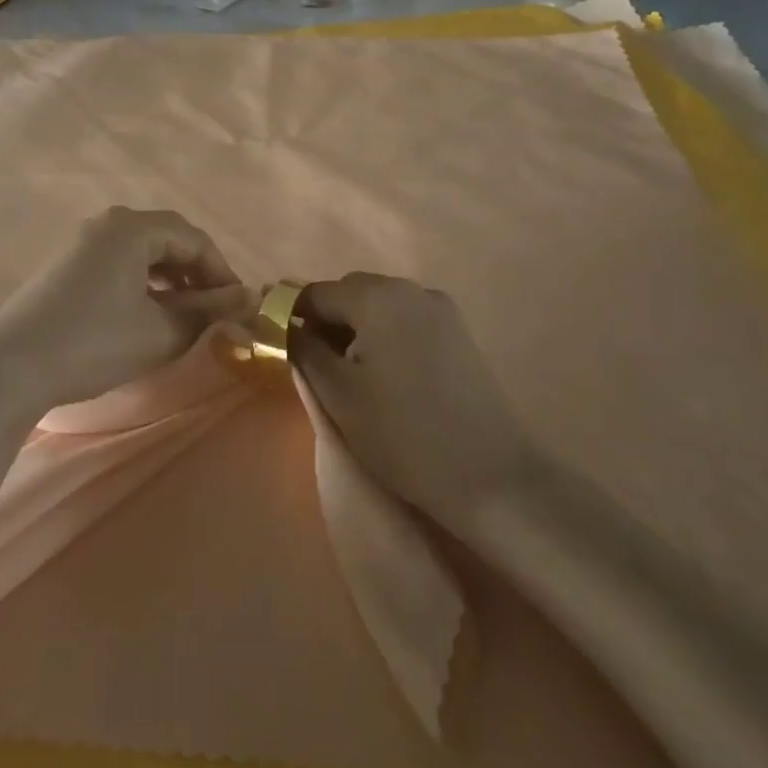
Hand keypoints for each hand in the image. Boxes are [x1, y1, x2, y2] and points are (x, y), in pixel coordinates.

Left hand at [0, 207, 251, 415]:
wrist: (9, 367)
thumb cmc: (93, 343)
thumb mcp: (160, 332)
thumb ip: (208, 312)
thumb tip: (248, 299)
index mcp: (132, 228)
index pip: (194, 240)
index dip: (222, 273)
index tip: (239, 308)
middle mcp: (108, 225)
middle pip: (168, 240)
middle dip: (197, 275)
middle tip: (215, 312)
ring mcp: (83, 244)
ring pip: (143, 254)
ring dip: (171, 281)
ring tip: (186, 316)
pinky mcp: (67, 268)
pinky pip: (120, 265)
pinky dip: (143, 285)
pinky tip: (148, 315)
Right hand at [293, 272, 520, 528]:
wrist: (491, 477)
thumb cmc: (402, 434)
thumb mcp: (338, 393)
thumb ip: (303, 349)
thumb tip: (284, 325)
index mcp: (377, 296)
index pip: (316, 293)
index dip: (290, 315)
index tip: (276, 345)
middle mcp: (411, 289)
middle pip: (350, 293)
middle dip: (324, 321)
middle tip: (310, 365)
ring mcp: (441, 310)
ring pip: (379, 307)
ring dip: (355, 329)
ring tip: (347, 374)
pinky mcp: (459, 334)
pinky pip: (406, 321)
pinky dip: (384, 337)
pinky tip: (384, 376)